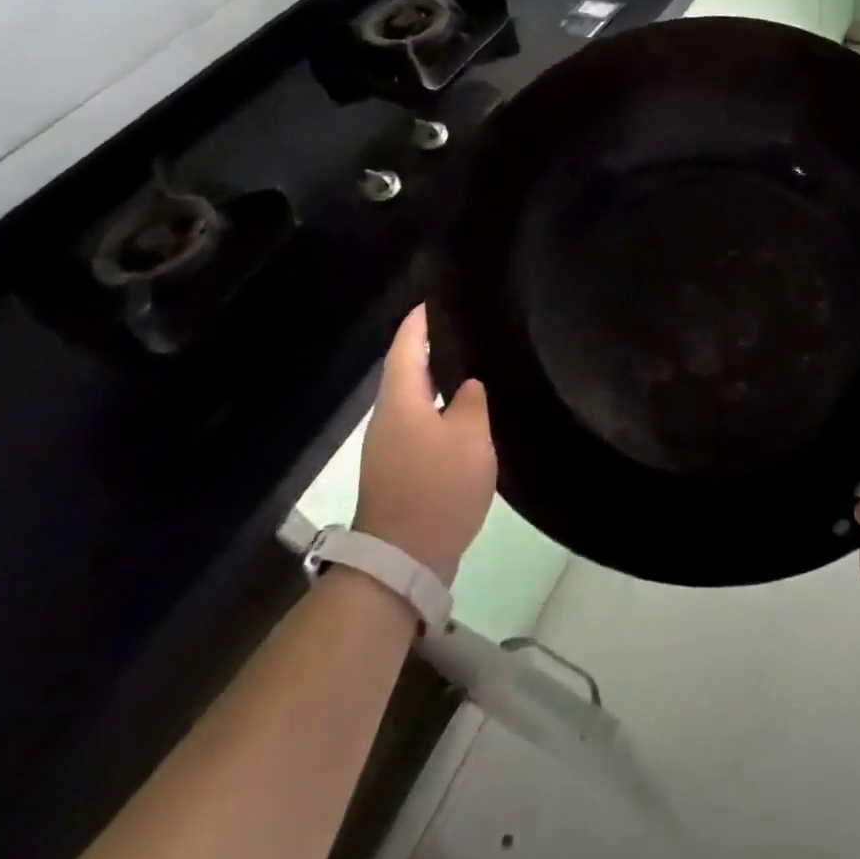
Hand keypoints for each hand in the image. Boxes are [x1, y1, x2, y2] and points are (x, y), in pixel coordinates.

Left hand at [355, 306, 497, 583]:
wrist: (404, 559)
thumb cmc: (437, 487)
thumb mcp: (469, 438)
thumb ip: (471, 402)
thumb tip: (467, 386)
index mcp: (401, 400)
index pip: (406, 346)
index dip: (419, 321)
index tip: (436, 299)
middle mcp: (388, 417)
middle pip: (406, 371)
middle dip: (430, 349)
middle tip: (464, 330)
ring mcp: (389, 447)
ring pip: (414, 400)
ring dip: (436, 382)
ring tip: (471, 368)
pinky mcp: (398, 471)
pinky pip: (419, 426)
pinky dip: (439, 411)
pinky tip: (464, 417)